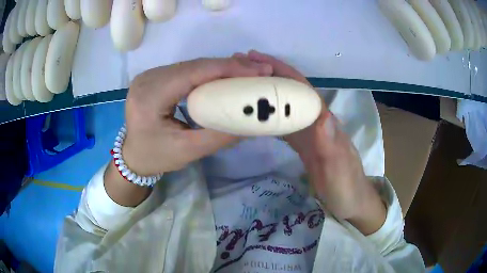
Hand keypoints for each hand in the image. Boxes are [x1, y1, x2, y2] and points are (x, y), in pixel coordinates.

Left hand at [103, 55, 272, 206]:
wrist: (132, 157)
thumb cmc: (156, 157)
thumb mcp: (188, 151)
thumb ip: (220, 136)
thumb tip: (253, 122)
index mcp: (149, 96)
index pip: (193, 73)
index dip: (228, 68)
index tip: (258, 70)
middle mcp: (147, 79)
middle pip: (193, 65)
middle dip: (228, 66)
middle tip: (258, 71)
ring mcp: (149, 75)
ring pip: (191, 65)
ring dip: (220, 68)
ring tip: (247, 73)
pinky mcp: (154, 77)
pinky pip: (185, 70)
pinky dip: (207, 73)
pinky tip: (224, 77)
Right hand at [247, 50, 385, 233]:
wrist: (352, 202)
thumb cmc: (347, 188)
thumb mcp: (340, 170)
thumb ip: (331, 144)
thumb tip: (322, 114)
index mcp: (325, 122)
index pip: (301, 88)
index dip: (281, 71)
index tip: (255, 58)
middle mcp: (316, 122)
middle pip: (291, 92)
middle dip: (268, 76)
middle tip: (239, 67)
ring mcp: (310, 133)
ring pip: (286, 106)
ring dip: (266, 93)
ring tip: (242, 85)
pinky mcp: (305, 145)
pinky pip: (284, 125)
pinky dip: (269, 116)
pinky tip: (255, 115)